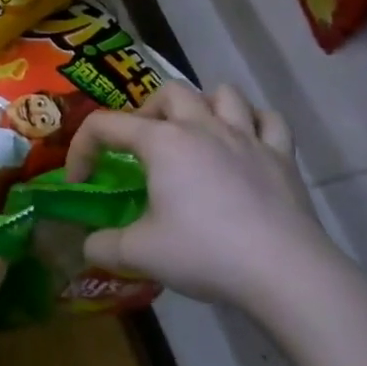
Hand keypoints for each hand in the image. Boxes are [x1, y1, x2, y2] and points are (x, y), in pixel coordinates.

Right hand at [65, 84, 342, 312]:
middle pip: (169, 92)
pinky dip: (252, 123)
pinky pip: (269, 120)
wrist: (285, 273)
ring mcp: (247, 138)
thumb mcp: (138, 254)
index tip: (81, 182)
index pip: (105, 125)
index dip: (82, 149)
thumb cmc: (204, 252)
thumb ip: (102, 245)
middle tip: (141, 148)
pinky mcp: (282, 158)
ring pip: (223, 94)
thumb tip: (88, 245)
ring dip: (202, 106)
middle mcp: (203, 127)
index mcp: (162, 142)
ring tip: (193, 135)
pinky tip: (243, 143)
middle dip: (146, 112)